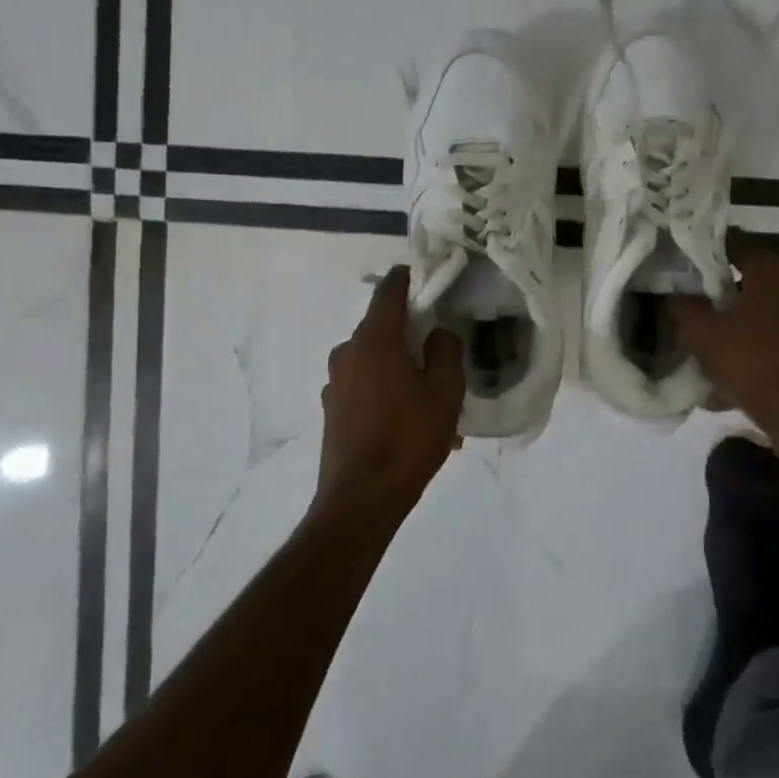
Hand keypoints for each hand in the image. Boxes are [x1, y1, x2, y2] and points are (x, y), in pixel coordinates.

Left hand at [316, 268, 465, 519]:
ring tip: (432, 398)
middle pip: (383, 326)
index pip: (390, 290)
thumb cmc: (408, 440)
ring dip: (401, 367)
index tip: (431, 278)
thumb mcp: (445, 393)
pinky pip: (365, 385)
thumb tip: (439, 332)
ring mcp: (335, 381)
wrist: (360, 499)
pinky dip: (387, 391)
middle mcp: (348, 352)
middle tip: (443, 351)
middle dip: (412, 332)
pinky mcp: (332, 408)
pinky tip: (410, 421)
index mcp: (374, 340)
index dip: (410, 278)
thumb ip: (446, 351)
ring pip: (375, 359)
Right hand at [671, 249, 778, 448]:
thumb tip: (675, 294)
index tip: (682, 264)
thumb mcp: (703, 335)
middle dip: (720, 292)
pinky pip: (777, 335)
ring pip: (764, 309)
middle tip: (691, 306)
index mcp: (772, 271)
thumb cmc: (754, 365)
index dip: (704, 252)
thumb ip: (683, 308)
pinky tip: (734, 368)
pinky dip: (756, 344)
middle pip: (749, 279)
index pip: (732, 244)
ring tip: (710, 342)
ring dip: (739, 321)